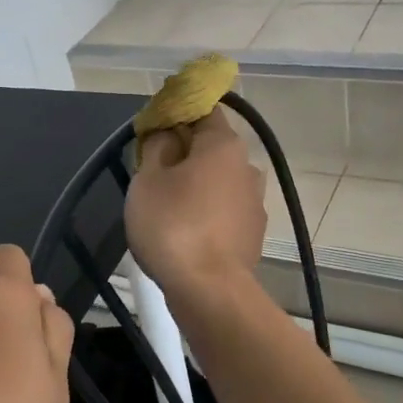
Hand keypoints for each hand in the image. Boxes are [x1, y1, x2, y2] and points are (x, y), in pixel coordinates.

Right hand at [124, 107, 266, 298]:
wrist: (209, 290)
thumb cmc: (173, 226)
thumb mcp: (147, 180)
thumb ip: (156, 147)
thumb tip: (168, 134)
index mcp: (224, 145)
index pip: (203, 112)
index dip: (176, 116)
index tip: (153, 132)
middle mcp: (247, 167)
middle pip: (212, 149)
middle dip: (185, 155)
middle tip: (153, 174)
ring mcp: (255, 203)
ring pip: (219, 183)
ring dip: (197, 188)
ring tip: (168, 209)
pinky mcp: (253, 234)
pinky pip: (225, 212)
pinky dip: (207, 215)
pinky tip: (186, 233)